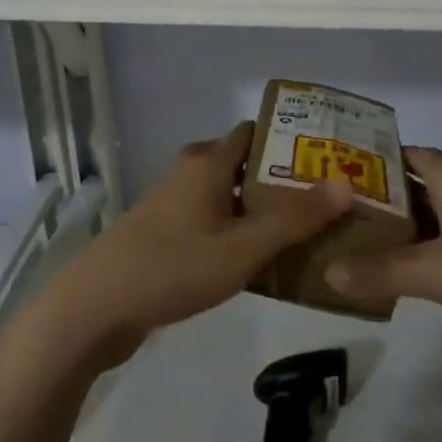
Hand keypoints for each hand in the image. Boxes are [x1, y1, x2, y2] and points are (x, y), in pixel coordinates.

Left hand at [35, 123, 352, 371]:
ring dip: (256, 206)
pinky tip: (254, 258)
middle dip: (278, 178)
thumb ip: (294, 219)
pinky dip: (234, 228)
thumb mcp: (242, 248)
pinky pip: (209, 219)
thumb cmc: (173, 267)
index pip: (254, 133)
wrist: (95, 308)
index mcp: (207, 163)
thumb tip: (345, 184)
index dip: (289, 140)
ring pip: (224, 194)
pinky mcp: (161, 234)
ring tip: (299, 229)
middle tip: (320, 199)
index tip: (326, 158)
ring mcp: (170, 204)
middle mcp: (188, 173)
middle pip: (241, 163)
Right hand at [324, 146, 441, 368]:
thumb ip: (383, 272)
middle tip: (338, 219)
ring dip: (407, 232)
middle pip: (418, 186)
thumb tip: (328, 272)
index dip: (369, 163)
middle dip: (381, 203)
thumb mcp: (439, 274)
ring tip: (361, 248)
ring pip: (440, 217)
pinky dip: (433, 253)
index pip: (403, 155)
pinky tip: (411, 277)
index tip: (334, 178)